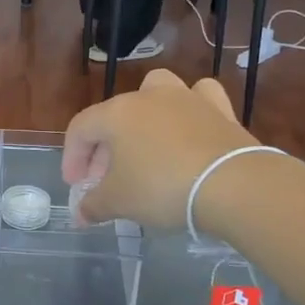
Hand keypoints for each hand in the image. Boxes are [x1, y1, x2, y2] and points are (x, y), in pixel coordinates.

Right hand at [62, 70, 259, 228]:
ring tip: (146, 144)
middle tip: (106, 180)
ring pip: (156, 91)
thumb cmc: (162, 188)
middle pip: (115, 115)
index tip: (76, 186)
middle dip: (105, 148)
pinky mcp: (220, 110)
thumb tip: (81, 214)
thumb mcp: (118, 202)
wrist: (232, 185)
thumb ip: (94, 205)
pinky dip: (191, 109)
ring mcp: (187, 99)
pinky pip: (199, 98)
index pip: (81, 129)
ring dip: (145, 114)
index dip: (72, 157)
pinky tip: (189, 128)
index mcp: (117, 113)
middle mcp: (149, 97)